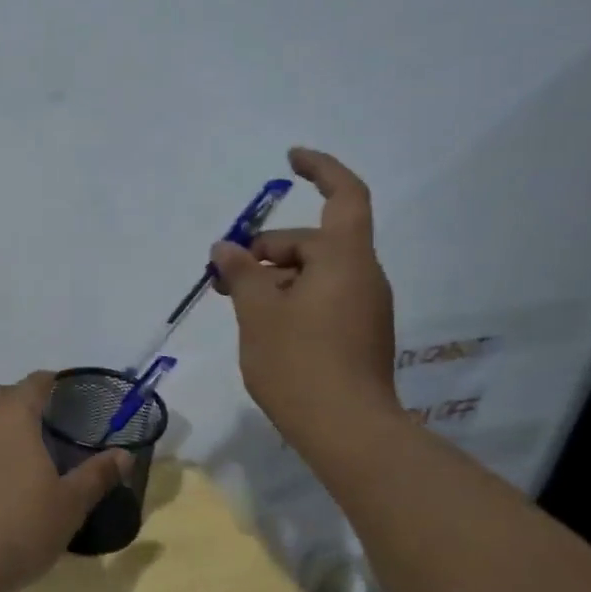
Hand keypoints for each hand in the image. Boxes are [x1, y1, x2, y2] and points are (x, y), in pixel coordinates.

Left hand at [0, 372, 130, 591]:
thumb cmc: (19, 527)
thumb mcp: (69, 505)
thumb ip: (97, 476)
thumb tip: (125, 454)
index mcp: (13, 415)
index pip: (33, 383)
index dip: (50, 382)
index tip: (64, 390)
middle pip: (1, 396)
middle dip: (22, 401)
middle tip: (46, 422)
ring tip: (22, 449)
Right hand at [212, 148, 401, 455]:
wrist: (348, 432)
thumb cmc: (299, 362)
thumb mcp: (258, 312)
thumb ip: (242, 272)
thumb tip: (227, 248)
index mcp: (345, 260)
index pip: (344, 195)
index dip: (320, 169)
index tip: (291, 159)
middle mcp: (363, 276)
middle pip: (314, 242)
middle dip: (268, 249)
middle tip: (224, 275)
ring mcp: (366, 308)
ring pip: (316, 274)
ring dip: (276, 278)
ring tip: (238, 304)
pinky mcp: (360, 334)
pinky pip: (324, 299)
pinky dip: (292, 299)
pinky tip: (264, 326)